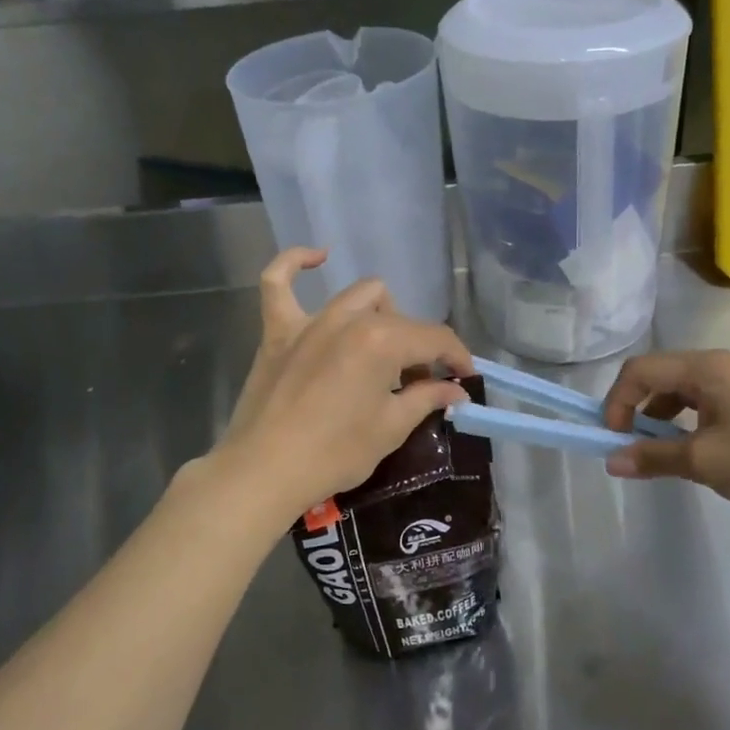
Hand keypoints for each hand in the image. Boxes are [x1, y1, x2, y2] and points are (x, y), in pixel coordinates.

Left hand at [213, 248, 473, 520]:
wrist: (264, 472)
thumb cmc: (335, 454)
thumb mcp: (390, 428)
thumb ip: (426, 399)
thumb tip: (455, 390)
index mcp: (382, 340)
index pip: (435, 338)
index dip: (457, 357)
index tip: (465, 378)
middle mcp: (348, 319)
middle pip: (400, 319)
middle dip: (419, 348)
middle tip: (419, 384)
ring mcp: (309, 321)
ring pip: (358, 296)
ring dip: (381, 315)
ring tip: (382, 349)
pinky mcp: (277, 332)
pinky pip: (278, 282)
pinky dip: (296, 264)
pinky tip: (318, 257)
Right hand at [601, 349, 729, 526]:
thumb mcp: (705, 463)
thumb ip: (653, 457)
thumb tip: (611, 460)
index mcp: (707, 367)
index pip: (640, 370)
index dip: (617, 401)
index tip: (613, 440)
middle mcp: (723, 364)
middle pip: (660, 375)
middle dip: (637, 409)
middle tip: (633, 447)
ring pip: (683, 390)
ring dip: (662, 418)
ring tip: (664, 454)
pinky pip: (706, 402)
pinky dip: (688, 422)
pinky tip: (698, 452)